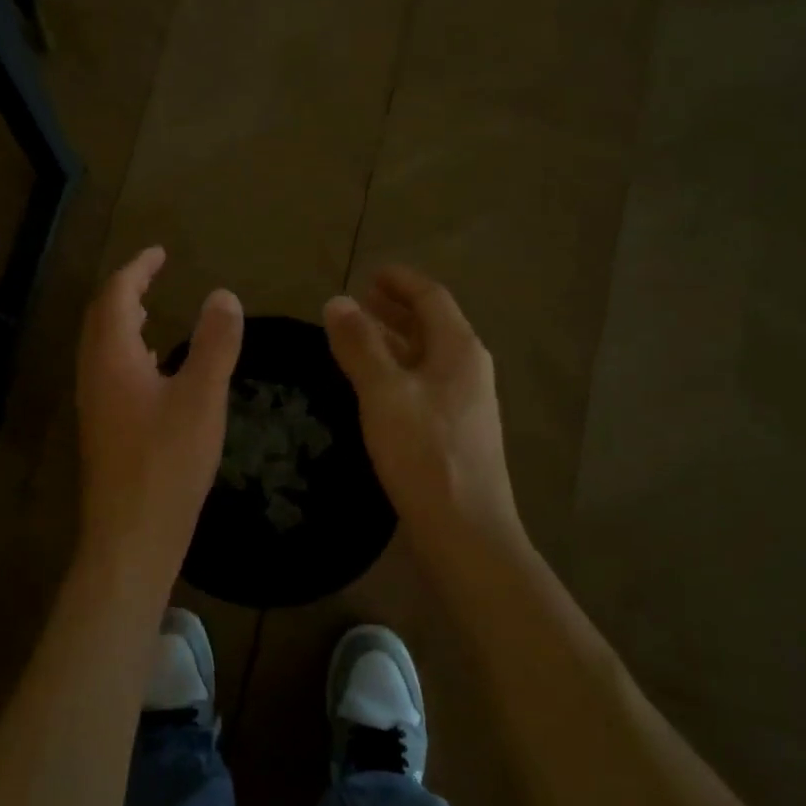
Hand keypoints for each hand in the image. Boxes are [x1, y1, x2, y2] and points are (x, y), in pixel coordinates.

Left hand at [76, 248, 243, 592]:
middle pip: (102, 315)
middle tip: (155, 272)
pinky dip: (128, 349)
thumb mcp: (202, 398)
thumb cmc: (167, 464)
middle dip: (127, 287)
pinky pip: (108, 369)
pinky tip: (152, 365)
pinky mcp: (102, 427)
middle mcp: (94, 373)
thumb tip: (224, 295)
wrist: (130, 536)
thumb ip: (215, 344)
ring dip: (124, 318)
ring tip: (152, 307)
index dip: (138, 268)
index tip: (161, 252)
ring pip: (102, 344)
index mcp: (112, 357)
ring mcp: (94, 402)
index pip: (117, 295)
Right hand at [324, 267, 525, 561]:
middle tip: (357, 301)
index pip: (431, 297)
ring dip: (393, 340)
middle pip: (432, 324)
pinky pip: (423, 383)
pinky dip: (397, 370)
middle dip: (395, 309)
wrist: (465, 531)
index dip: (400, 281)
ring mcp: (465, 403)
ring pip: (426, 356)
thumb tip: (337, 301)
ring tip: (356, 335)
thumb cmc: (424, 452)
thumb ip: (359, 344)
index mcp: (459, 350)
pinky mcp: (454, 432)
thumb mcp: (384, 392)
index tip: (369, 273)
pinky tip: (373, 384)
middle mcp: (468, 369)